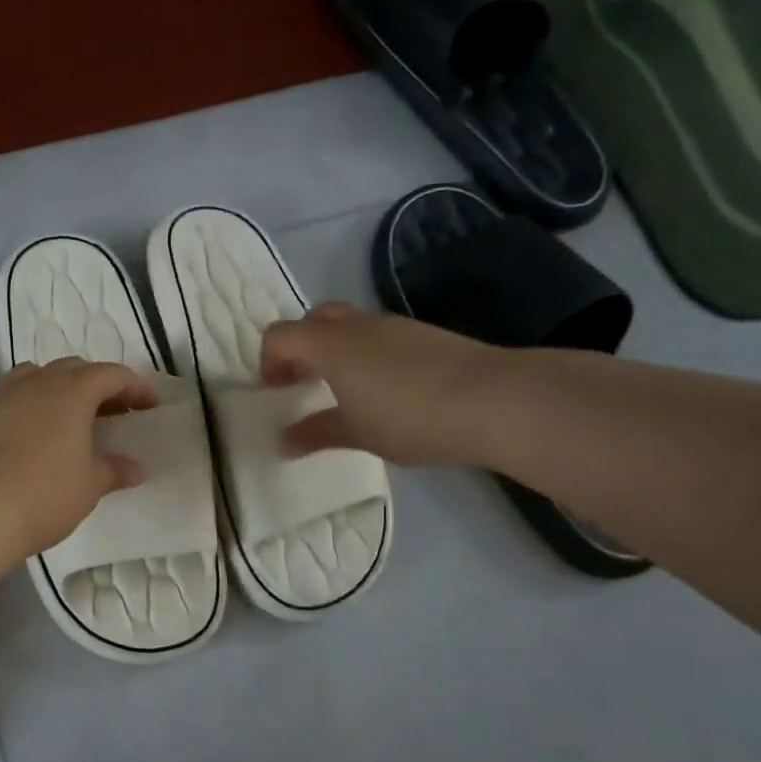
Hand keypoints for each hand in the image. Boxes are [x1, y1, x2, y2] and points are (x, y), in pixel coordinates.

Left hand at [0, 358, 158, 560]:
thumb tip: (136, 468)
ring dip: (55, 386)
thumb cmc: (43, 495)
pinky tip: (21, 424)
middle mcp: (36, 383)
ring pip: (33, 374)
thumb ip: (114, 470)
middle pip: (72, 368)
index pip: (111, 375)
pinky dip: (18, 404)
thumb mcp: (89, 486)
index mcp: (72, 392)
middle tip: (112, 412)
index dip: (135, 387)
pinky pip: (1, 397)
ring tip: (65, 413)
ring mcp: (0, 396)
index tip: (150, 406)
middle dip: (97, 384)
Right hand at [261, 302, 507, 464]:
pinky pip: (378, 334)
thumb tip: (284, 441)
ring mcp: (393, 325)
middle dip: (301, 348)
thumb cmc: (409, 417)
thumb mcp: (356, 432)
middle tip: (305, 383)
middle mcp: (356, 325)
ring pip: (349, 324)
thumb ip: (316, 433)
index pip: (280, 336)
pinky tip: (385, 389)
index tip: (278, 393)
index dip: (269, 361)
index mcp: (329, 344)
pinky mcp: (423, 333)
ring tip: (345, 390)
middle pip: (313, 320)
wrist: (491, 399)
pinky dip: (366, 353)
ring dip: (335, 349)